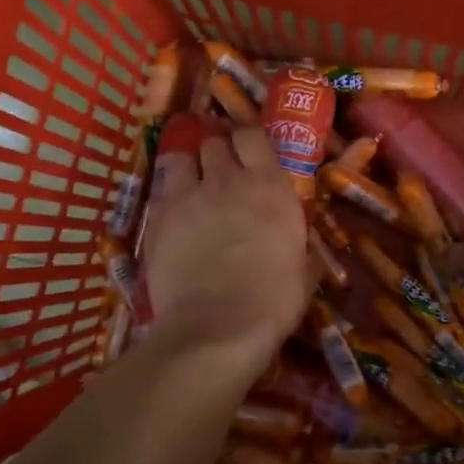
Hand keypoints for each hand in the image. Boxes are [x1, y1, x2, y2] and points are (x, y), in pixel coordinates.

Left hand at [141, 126, 308, 374]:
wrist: (216, 327)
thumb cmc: (272, 301)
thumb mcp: (304, 274)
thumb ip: (303, 251)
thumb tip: (305, 251)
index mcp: (270, 186)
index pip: (253, 135)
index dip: (249, 140)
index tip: (250, 153)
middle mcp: (227, 180)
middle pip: (214, 142)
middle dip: (218, 153)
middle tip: (222, 175)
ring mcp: (188, 196)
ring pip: (181, 157)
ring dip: (189, 167)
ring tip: (193, 186)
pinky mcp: (158, 217)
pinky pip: (161, 190)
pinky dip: (169, 197)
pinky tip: (175, 217)